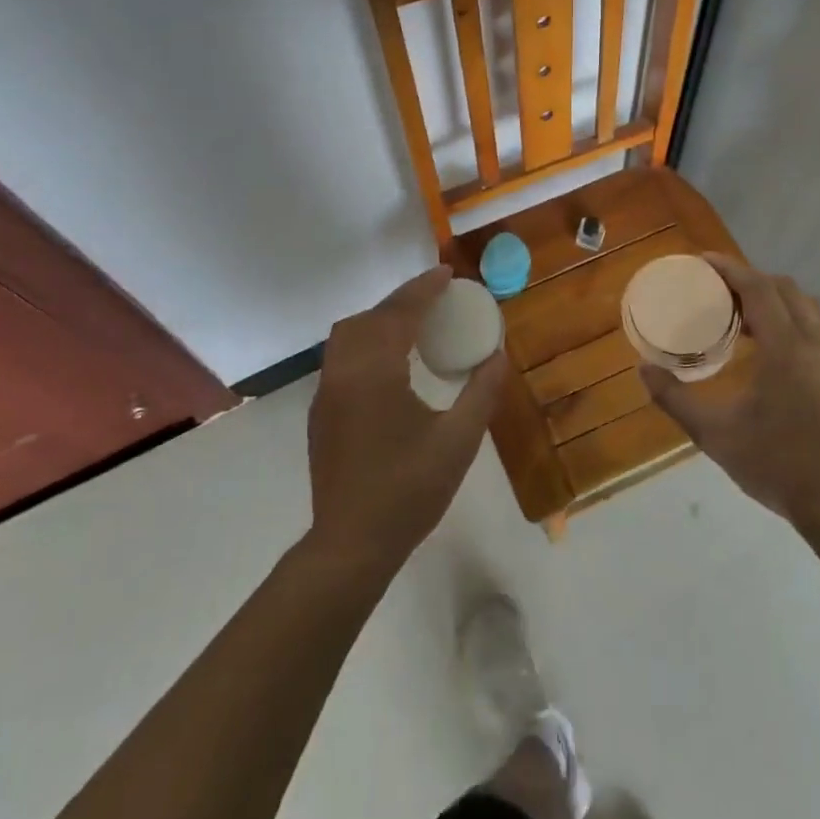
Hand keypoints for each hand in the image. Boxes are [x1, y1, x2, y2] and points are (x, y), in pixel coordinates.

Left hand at [308, 266, 507, 575]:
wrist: (351, 544)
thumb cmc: (409, 491)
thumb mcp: (459, 441)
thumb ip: (482, 392)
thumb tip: (498, 355)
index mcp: (373, 373)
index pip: (398, 314)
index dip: (424, 288)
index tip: (448, 273)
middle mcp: (342, 373)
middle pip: (368, 318)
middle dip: (401, 300)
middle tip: (436, 298)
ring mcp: (326, 393)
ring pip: (347, 336)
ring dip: (380, 320)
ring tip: (415, 325)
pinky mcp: (321, 413)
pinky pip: (341, 358)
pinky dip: (366, 342)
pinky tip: (390, 362)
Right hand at [640, 255, 819, 524]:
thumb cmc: (775, 463)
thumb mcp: (714, 433)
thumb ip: (674, 398)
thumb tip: (642, 369)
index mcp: (786, 348)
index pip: (758, 288)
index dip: (730, 268)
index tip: (704, 261)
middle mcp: (819, 344)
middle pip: (787, 290)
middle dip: (754, 281)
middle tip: (723, 293)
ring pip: (813, 310)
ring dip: (781, 302)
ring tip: (752, 320)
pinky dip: (801, 327)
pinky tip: (784, 357)